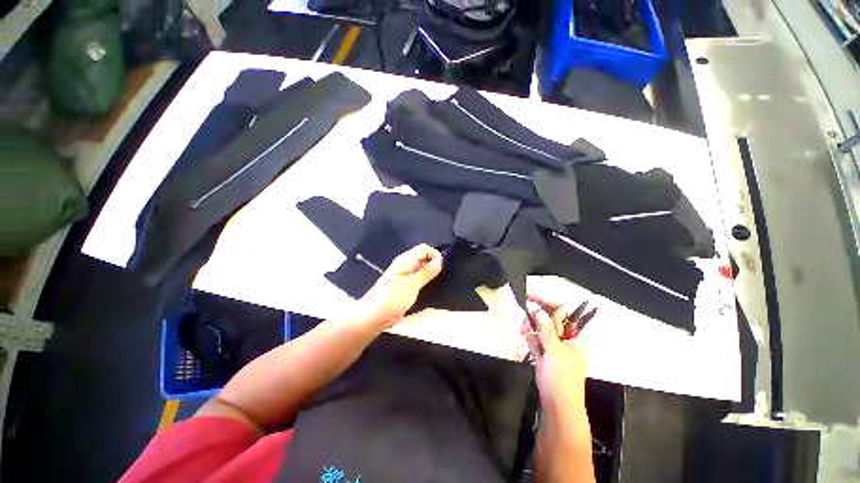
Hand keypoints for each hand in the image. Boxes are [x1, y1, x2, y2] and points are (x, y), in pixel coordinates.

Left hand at [354, 244, 442, 329]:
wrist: (373, 316)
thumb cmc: (393, 298)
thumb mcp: (413, 284)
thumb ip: (427, 271)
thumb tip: (440, 259)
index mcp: (405, 259)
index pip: (425, 248)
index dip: (435, 255)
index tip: (442, 268)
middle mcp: (405, 264)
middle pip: (423, 257)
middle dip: (433, 264)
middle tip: (439, 277)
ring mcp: (403, 276)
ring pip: (421, 269)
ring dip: (429, 274)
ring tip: (435, 284)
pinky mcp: (403, 286)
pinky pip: (417, 279)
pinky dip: (424, 281)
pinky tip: (427, 290)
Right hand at [520, 293, 588, 408]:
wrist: (558, 406)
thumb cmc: (562, 378)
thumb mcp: (555, 351)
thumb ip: (546, 329)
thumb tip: (537, 309)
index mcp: (575, 334)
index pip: (561, 310)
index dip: (546, 301)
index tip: (529, 296)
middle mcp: (565, 336)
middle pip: (547, 317)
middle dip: (535, 320)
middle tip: (524, 326)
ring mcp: (555, 344)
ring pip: (539, 327)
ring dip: (532, 332)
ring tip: (531, 345)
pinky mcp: (545, 352)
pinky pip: (536, 339)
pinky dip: (533, 343)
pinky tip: (535, 354)